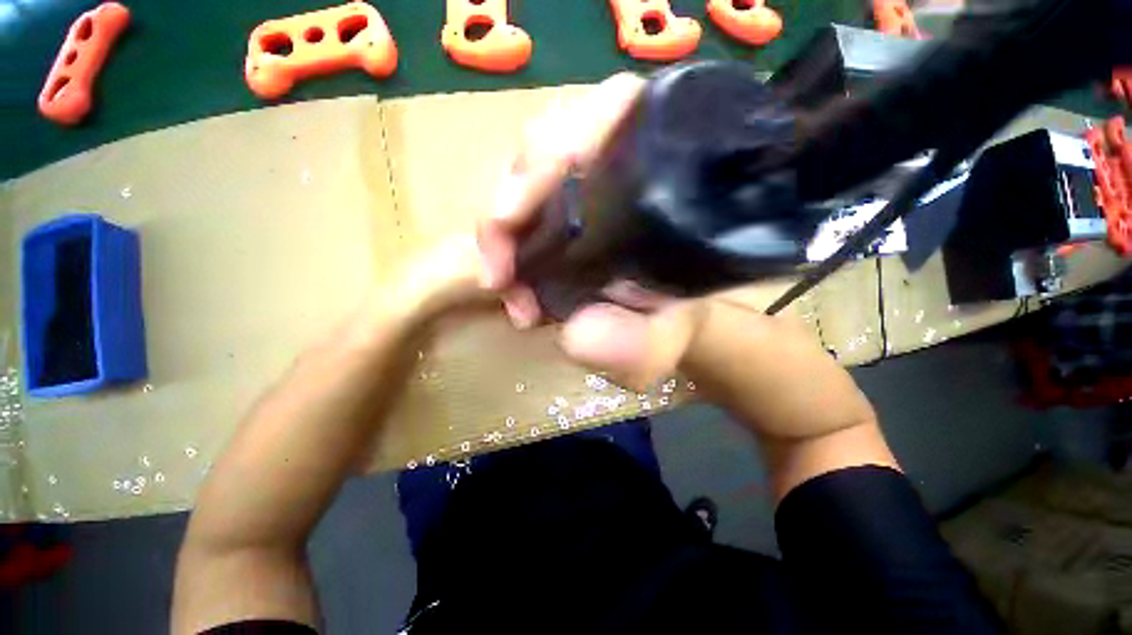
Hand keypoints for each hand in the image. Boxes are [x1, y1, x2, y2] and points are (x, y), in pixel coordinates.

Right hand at [477, 73, 874, 431]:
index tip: (515, 209)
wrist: (705, 334)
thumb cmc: (711, 322)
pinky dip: (513, 251)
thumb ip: (650, 338)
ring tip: (510, 293)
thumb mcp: (689, 333)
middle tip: (501, 271)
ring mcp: (599, 193)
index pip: (614, 110)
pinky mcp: (578, 221)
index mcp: (681, 170)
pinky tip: (517, 290)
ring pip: (531, 185)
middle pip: (553, 146)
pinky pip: (530, 218)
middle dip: (512, 203)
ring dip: (506, 237)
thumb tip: (578, 337)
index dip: (556, 143)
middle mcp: (634, 169)